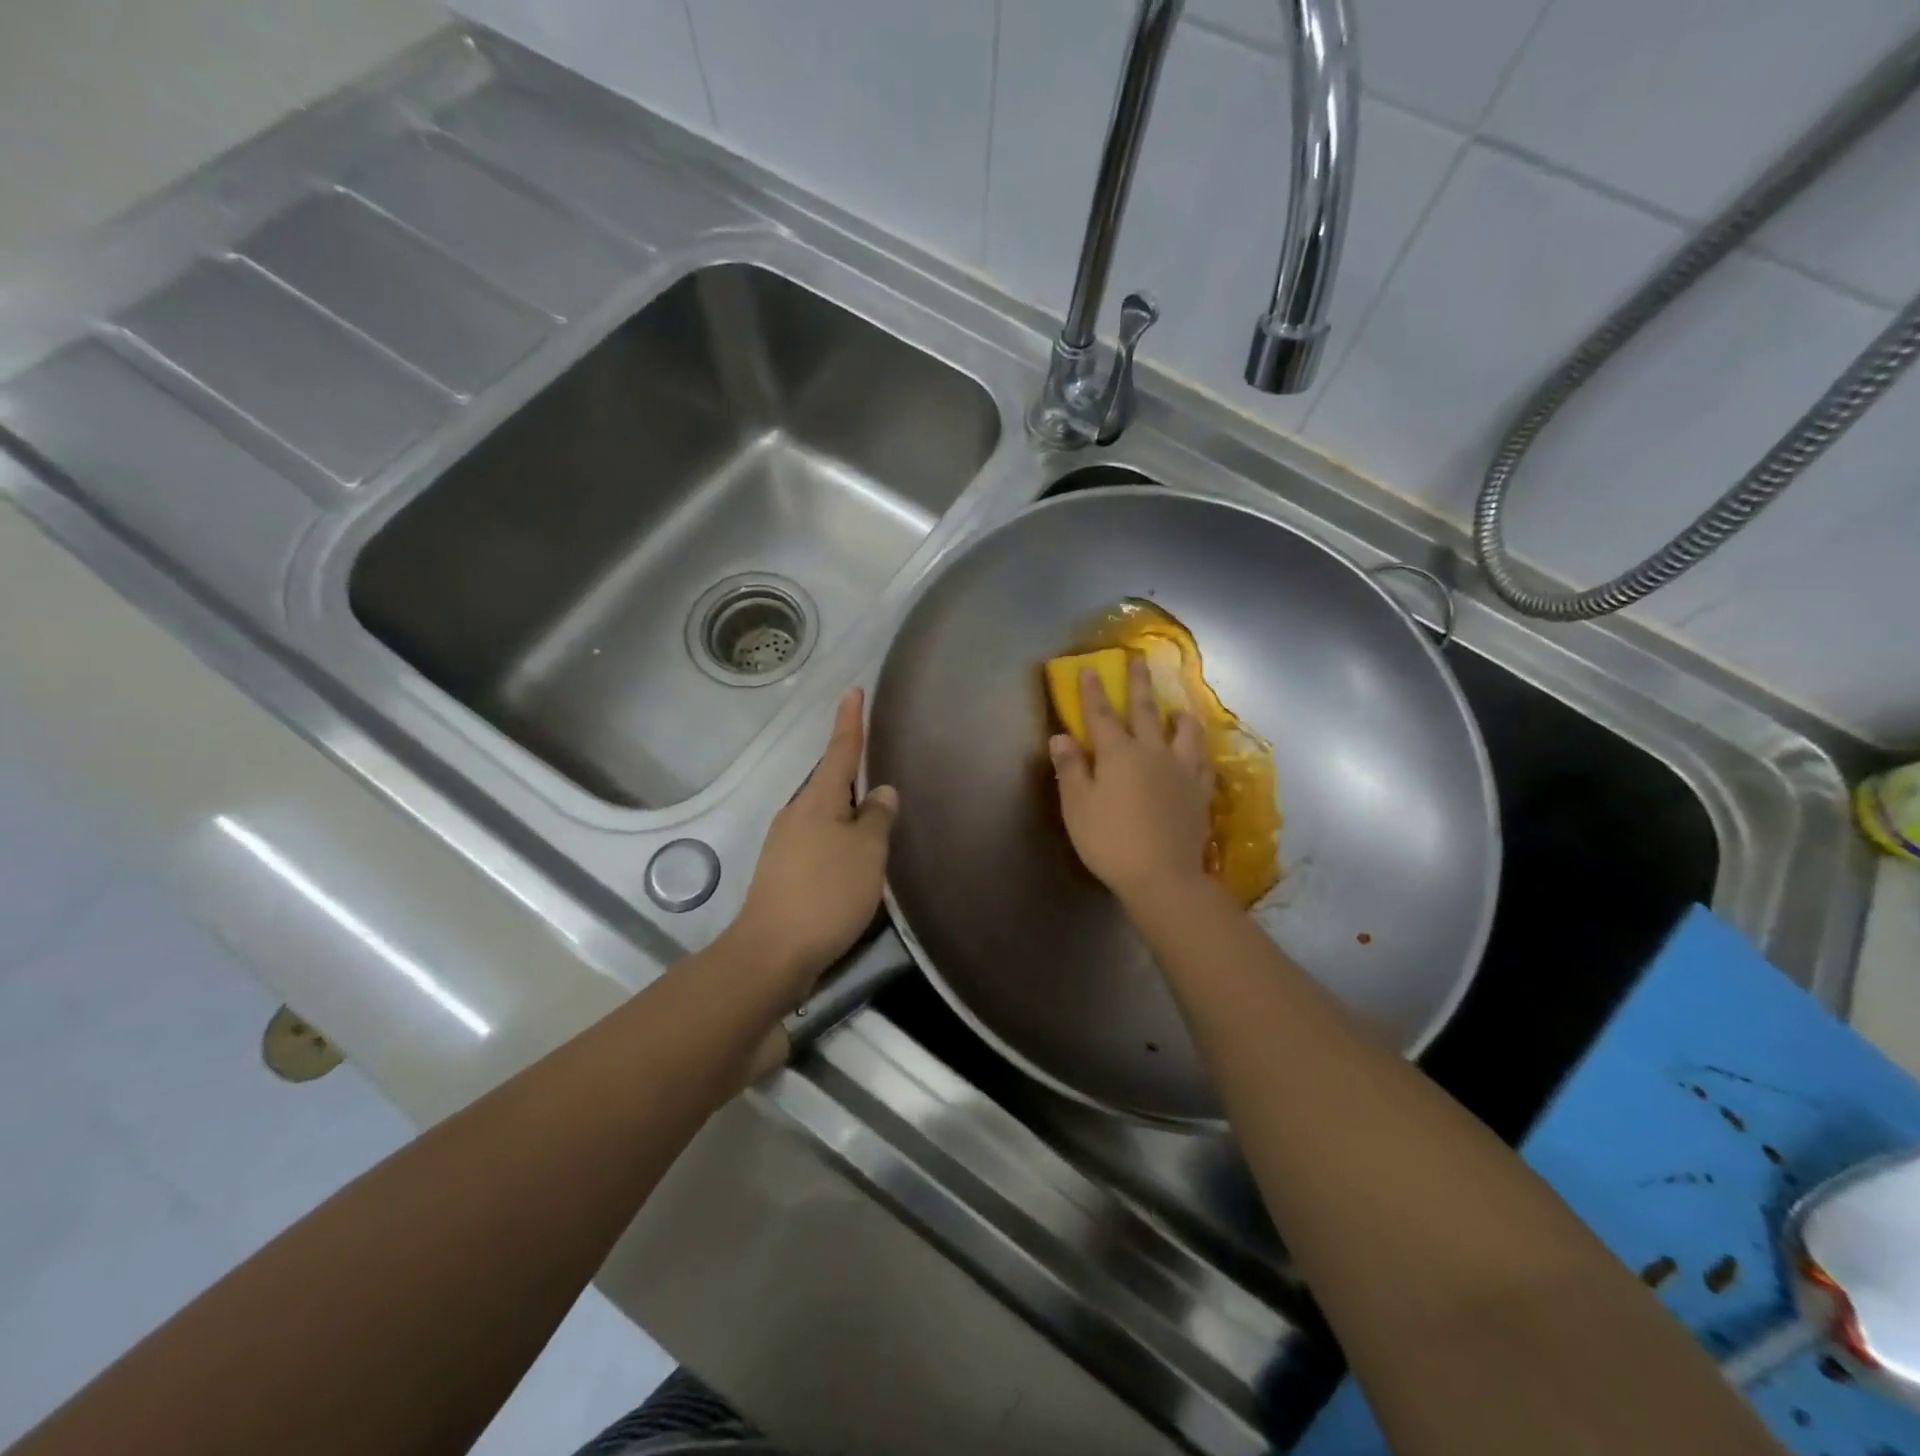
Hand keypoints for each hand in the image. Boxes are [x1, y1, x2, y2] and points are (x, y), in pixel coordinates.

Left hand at [729, 688, 897, 997]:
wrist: (771, 953)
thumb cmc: (826, 894)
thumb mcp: (866, 853)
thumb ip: (877, 818)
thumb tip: (881, 792)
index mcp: (817, 800)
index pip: (839, 750)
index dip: (849, 721)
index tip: (852, 691)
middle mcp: (796, 814)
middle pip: (829, 783)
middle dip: (852, 773)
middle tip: (880, 766)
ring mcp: (785, 844)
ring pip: (824, 815)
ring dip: (847, 811)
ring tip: (876, 818)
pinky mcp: (782, 873)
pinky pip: (818, 841)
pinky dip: (838, 840)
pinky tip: (854, 859)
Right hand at [1050, 656, 1213, 908]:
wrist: (1162, 875)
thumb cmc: (1110, 840)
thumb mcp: (1077, 806)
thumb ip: (1071, 768)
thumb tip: (1060, 737)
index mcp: (1118, 753)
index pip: (1101, 714)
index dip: (1093, 691)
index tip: (1090, 668)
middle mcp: (1152, 752)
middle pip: (1145, 711)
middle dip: (1138, 685)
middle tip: (1138, 661)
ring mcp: (1182, 771)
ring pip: (1185, 732)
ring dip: (1179, 715)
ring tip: (1178, 709)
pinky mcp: (1200, 792)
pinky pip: (1203, 762)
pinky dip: (1199, 750)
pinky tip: (1198, 751)